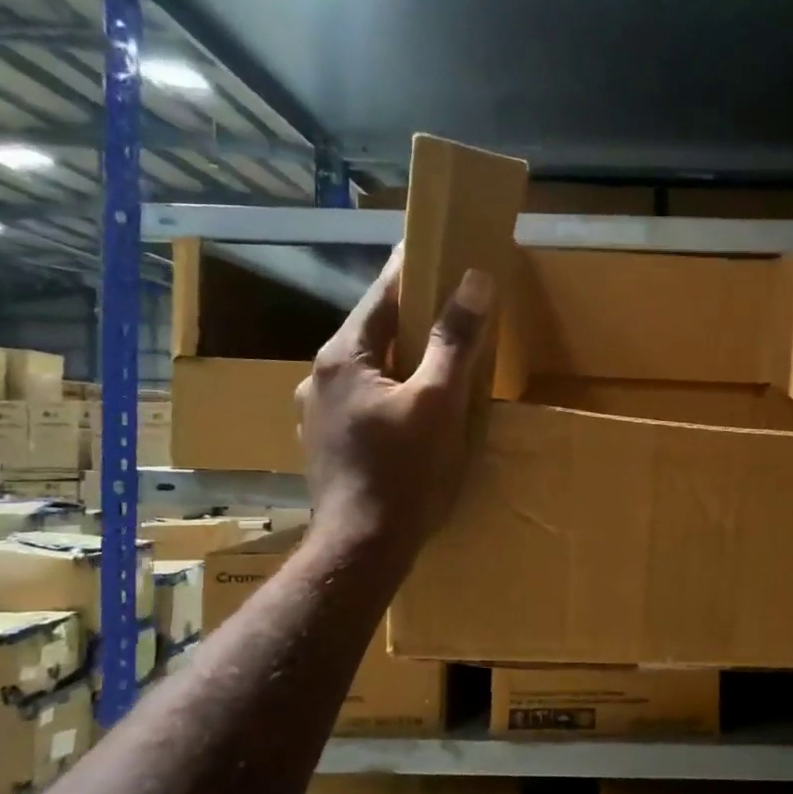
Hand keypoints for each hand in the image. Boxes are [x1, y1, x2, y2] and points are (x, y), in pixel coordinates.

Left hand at [294, 245, 494, 558]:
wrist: (362, 547)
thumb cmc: (404, 471)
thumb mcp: (439, 401)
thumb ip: (456, 341)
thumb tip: (474, 281)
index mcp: (343, 357)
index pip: (381, 296)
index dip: (411, 270)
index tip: (436, 246)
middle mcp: (320, 377)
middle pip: (373, 333)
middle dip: (411, 317)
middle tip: (451, 307)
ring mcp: (318, 413)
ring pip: (368, 369)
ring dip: (400, 358)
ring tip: (437, 361)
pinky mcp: (327, 444)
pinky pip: (363, 400)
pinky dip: (389, 391)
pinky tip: (411, 411)